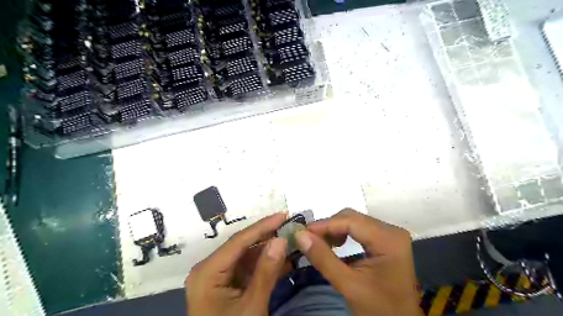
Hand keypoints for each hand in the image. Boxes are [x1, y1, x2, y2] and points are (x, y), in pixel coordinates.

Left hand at [186, 212, 287, 315]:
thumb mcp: (252, 306)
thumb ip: (266, 271)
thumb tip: (281, 239)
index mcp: (207, 272)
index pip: (239, 241)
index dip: (263, 226)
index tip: (284, 214)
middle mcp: (210, 268)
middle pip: (243, 246)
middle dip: (268, 236)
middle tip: (291, 226)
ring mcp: (218, 276)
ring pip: (247, 256)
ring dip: (269, 250)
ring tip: (291, 240)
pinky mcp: (227, 284)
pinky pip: (247, 269)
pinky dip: (265, 265)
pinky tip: (283, 260)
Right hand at [295, 209, 421, 315]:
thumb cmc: (378, 309)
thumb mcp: (348, 285)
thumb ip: (323, 258)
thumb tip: (300, 235)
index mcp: (388, 240)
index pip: (350, 221)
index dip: (324, 224)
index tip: (302, 232)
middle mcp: (391, 231)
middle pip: (352, 218)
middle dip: (329, 227)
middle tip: (309, 240)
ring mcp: (390, 235)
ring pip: (354, 222)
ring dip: (334, 231)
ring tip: (319, 244)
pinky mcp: (386, 240)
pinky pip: (360, 230)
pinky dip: (344, 235)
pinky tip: (334, 245)